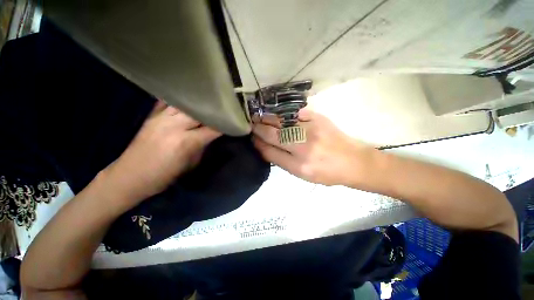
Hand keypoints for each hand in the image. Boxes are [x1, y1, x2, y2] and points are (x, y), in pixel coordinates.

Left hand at [104, 100, 220, 201]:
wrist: (130, 176)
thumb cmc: (164, 176)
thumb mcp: (191, 164)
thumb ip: (203, 146)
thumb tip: (213, 134)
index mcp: (186, 142)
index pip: (213, 128)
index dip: (226, 125)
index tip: (236, 122)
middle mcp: (174, 126)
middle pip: (200, 111)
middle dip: (215, 111)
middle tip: (226, 109)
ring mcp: (160, 118)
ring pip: (185, 104)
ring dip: (200, 104)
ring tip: (210, 102)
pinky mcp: (151, 116)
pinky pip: (168, 102)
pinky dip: (181, 101)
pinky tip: (189, 100)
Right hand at [252, 109, 374, 185]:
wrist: (353, 161)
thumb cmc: (327, 173)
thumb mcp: (303, 175)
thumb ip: (283, 162)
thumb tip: (265, 147)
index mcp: (299, 166)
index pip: (270, 152)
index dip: (258, 144)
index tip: (252, 139)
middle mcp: (303, 148)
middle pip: (273, 135)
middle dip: (258, 129)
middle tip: (250, 125)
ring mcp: (311, 130)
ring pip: (281, 122)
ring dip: (267, 119)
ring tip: (258, 118)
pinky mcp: (318, 119)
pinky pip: (294, 113)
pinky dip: (282, 113)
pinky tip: (276, 114)